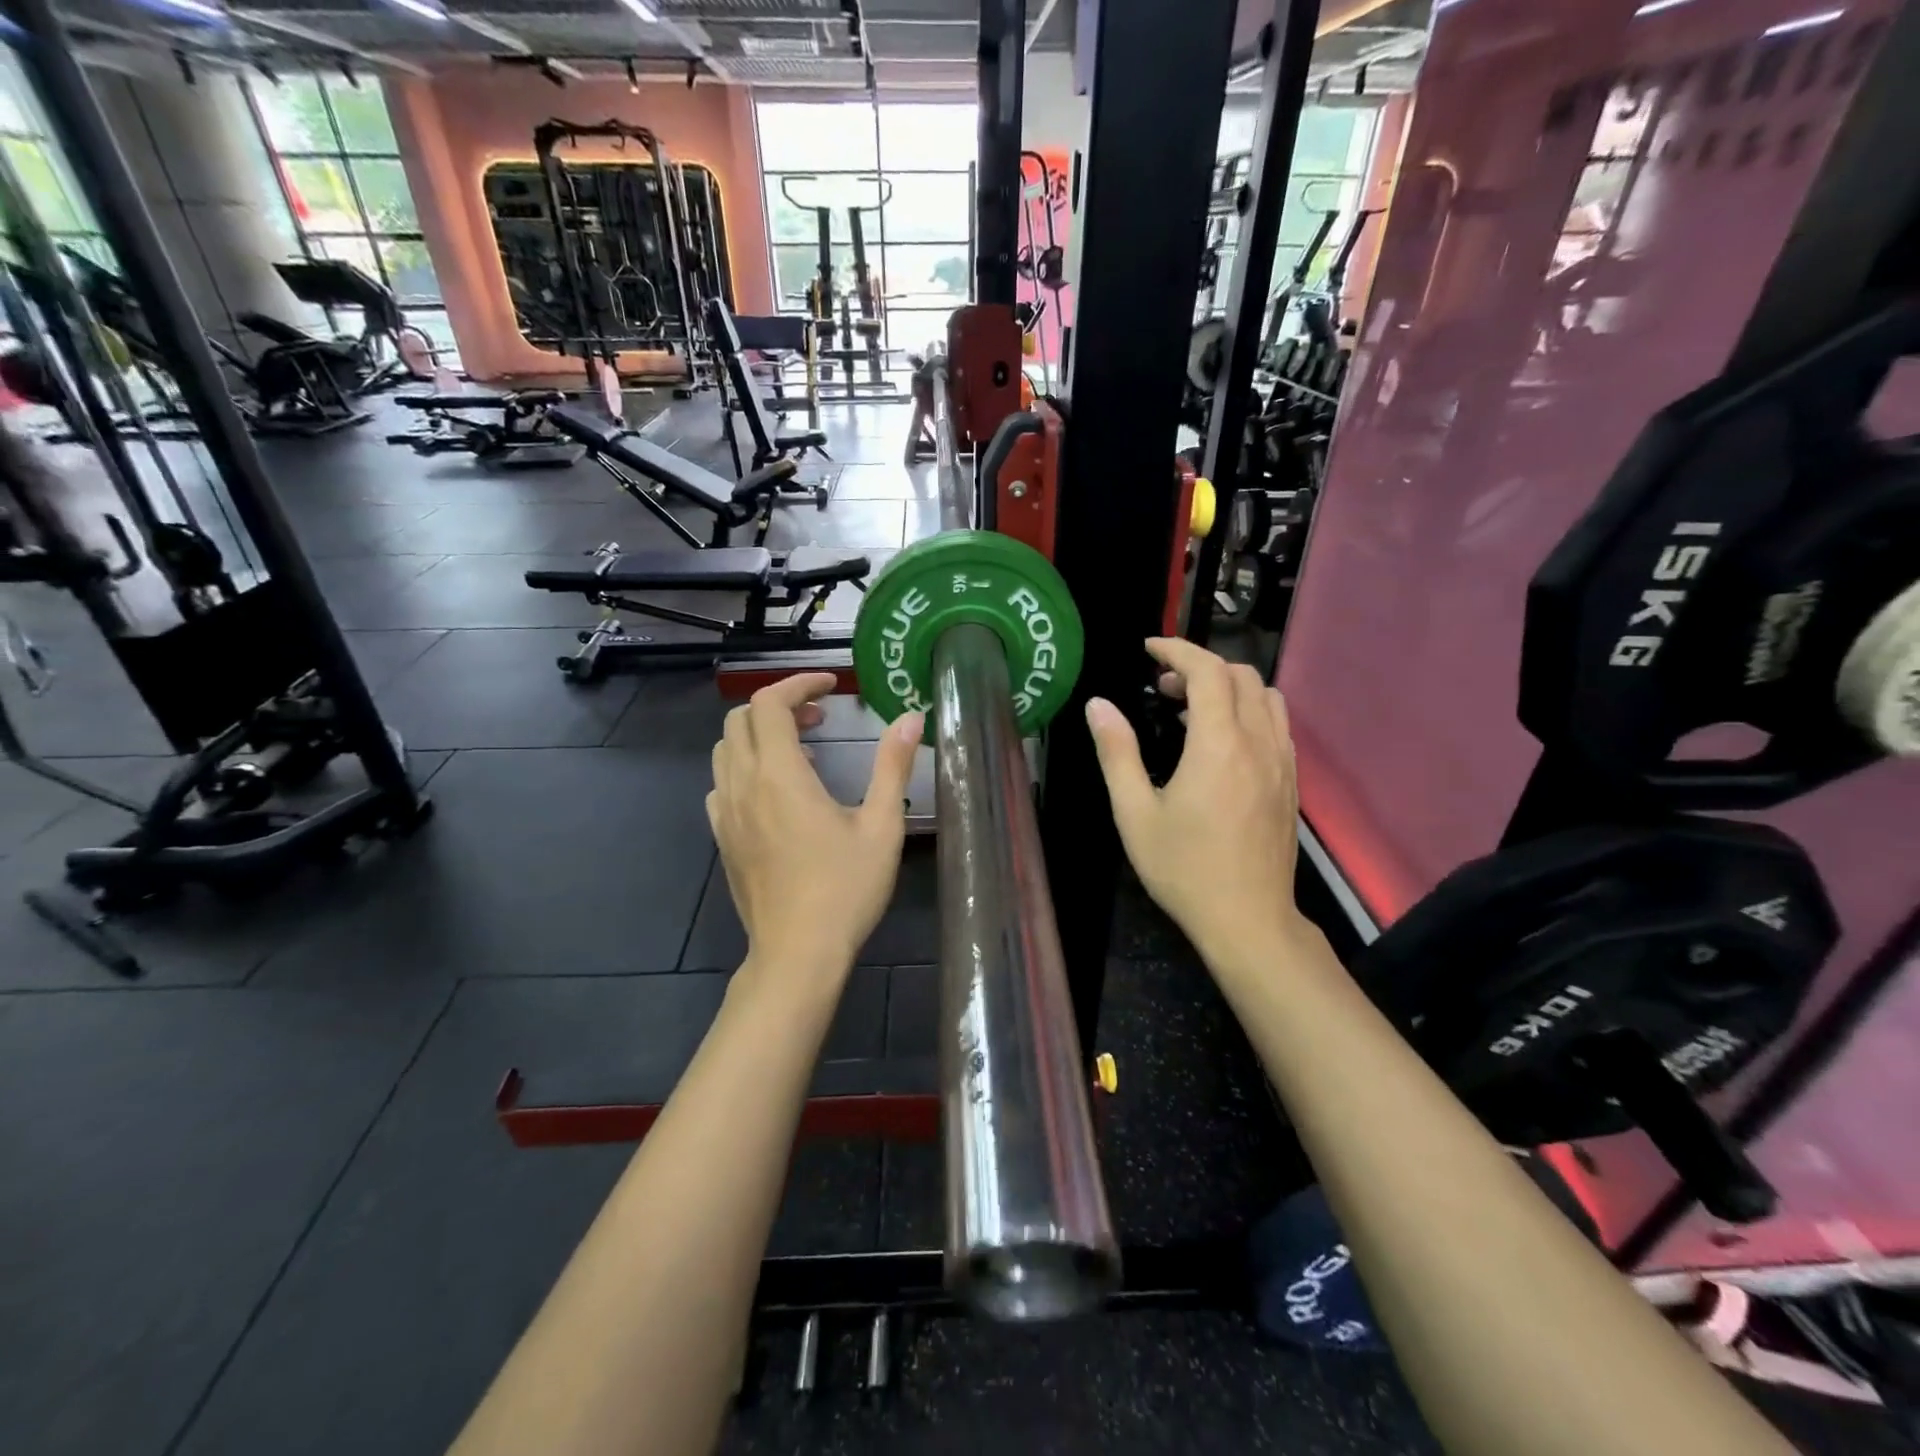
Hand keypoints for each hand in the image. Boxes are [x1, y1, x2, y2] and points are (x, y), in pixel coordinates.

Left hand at [708, 674, 922, 981]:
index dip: (799, 683)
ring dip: (761, 735)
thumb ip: (892, 766)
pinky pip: (722, 783)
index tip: (832, 685)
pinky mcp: (722, 838)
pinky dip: (746, 767)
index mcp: (779, 774)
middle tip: (822, 719)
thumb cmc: (845, 888)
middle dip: (780, 706)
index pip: (770, 703)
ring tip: (804, 752)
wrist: (797, 953)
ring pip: (726, 750)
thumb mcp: (881, 825)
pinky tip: (778, 793)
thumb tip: (910, 717)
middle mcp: (742, 785)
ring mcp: (725, 813)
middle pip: (742, 719)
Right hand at [1085, 638, 1306, 974]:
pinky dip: (1248, 710)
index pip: (1208, 672)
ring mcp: (1282, 762)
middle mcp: (1258, 743)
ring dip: (1228, 686)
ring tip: (1190, 710)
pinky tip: (1221, 741)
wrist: (1248, 920)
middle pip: (1241, 675)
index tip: (1149, 648)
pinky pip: (1276, 724)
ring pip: (1265, 696)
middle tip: (1161, 687)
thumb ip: (1117, 753)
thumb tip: (1098, 705)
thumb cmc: (1184, 869)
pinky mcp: (1291, 782)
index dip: (1178, 650)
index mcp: (1219, 746)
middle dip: (1199, 667)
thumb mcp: (1135, 813)